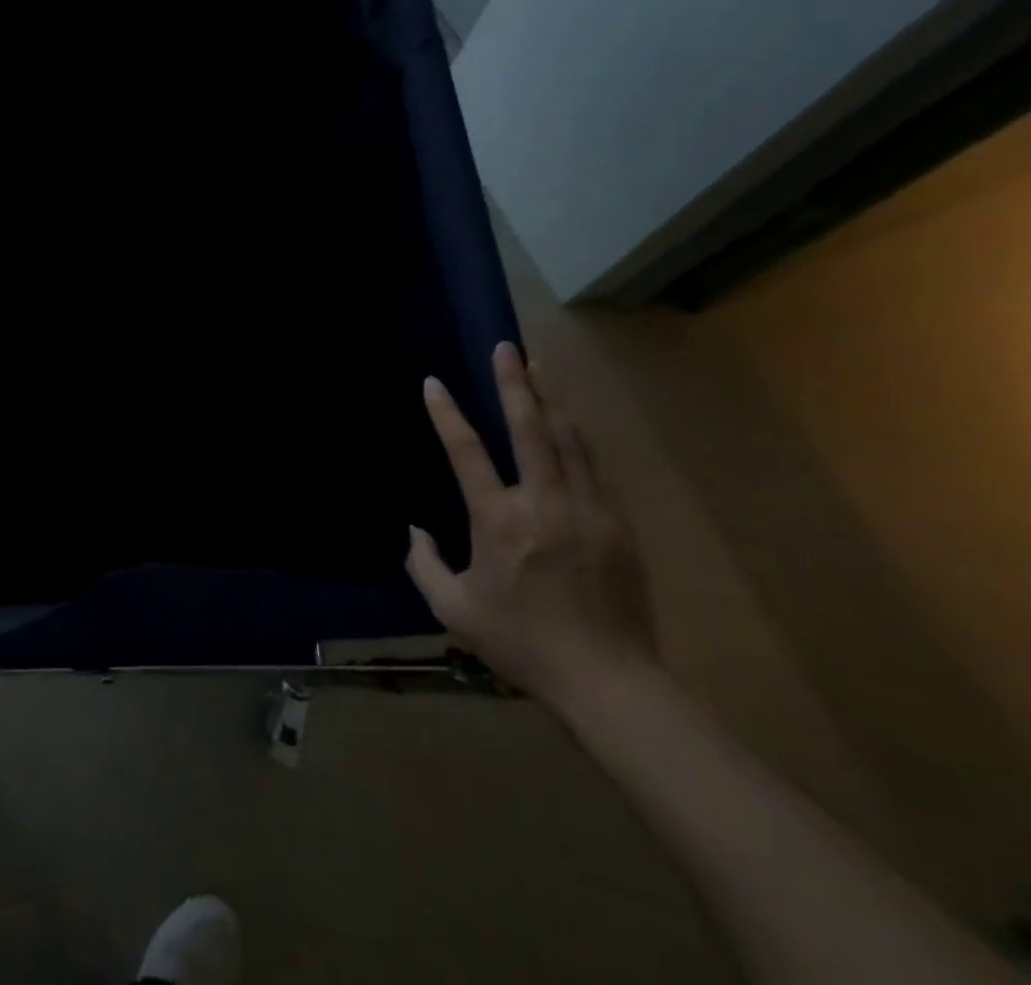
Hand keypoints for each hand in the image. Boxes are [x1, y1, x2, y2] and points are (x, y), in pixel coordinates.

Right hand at [405, 341, 655, 709]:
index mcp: (499, 522)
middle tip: (506, 347)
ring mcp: (587, 511)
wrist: (609, 682)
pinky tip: (568, 422)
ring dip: (550, 399)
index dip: (446, 414)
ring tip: (539, 367)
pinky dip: (575, 436)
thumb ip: (423, 565)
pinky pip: (592, 467)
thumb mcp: (454, 611)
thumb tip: (414, 531)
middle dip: (515, 384)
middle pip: (530, 429)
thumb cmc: (521, 644)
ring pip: (568, 440)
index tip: (433, 383)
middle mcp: (543, 504)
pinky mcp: (616, 524)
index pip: (466, 453)